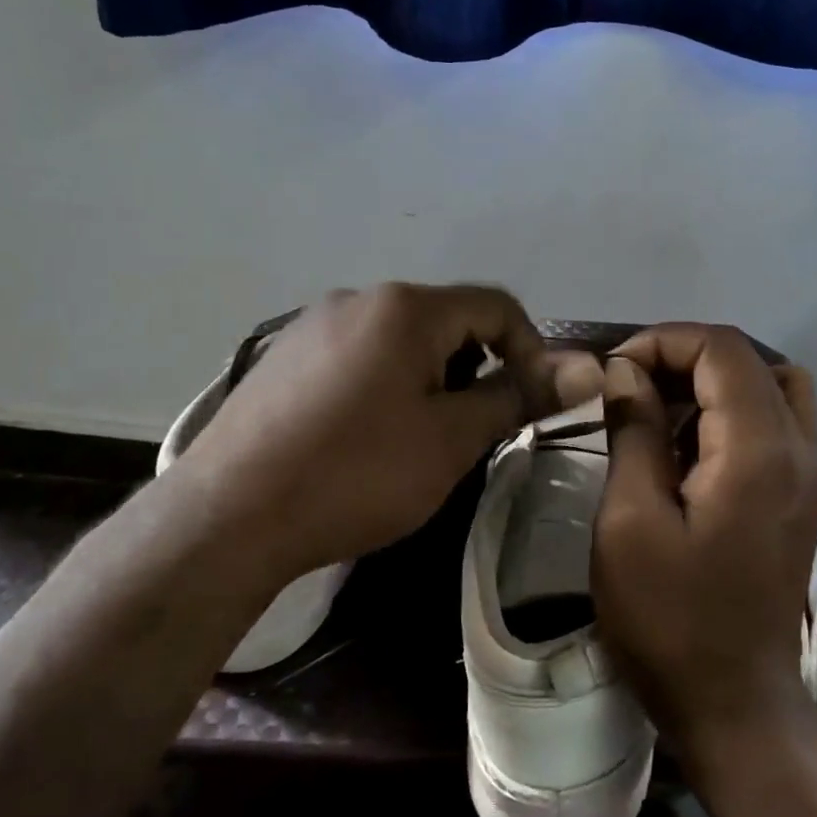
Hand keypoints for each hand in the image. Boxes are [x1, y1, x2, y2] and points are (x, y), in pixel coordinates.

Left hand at [181, 283, 557, 577]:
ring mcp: (312, 325)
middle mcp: (358, 298)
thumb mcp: (451, 439)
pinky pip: (357, 357)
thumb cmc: (357, 474)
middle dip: (474, 370)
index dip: (531, 351)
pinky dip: (384, 386)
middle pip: (446, 322)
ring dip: (429, 380)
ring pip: (400, 341)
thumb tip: (589, 369)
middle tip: (469, 432)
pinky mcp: (282, 357)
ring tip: (415, 441)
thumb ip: (519, 397)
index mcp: (405, 307)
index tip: (530, 405)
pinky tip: (362, 439)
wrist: (227, 517)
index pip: (497, 306)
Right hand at [590, 324, 816, 767]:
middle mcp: (800, 450)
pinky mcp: (801, 499)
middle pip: (752, 360)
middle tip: (633, 387)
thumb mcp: (630, 522)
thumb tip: (627, 372)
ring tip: (659, 412)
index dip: (663, 342)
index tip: (614, 373)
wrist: (734, 706)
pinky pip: (774, 425)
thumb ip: (634, 432)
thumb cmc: (671, 620)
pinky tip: (686, 451)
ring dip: (713, 383)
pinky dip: (730, 414)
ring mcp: (808, 476)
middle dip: (686, 357)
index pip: (722, 349)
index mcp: (759, 450)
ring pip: (772, 388)